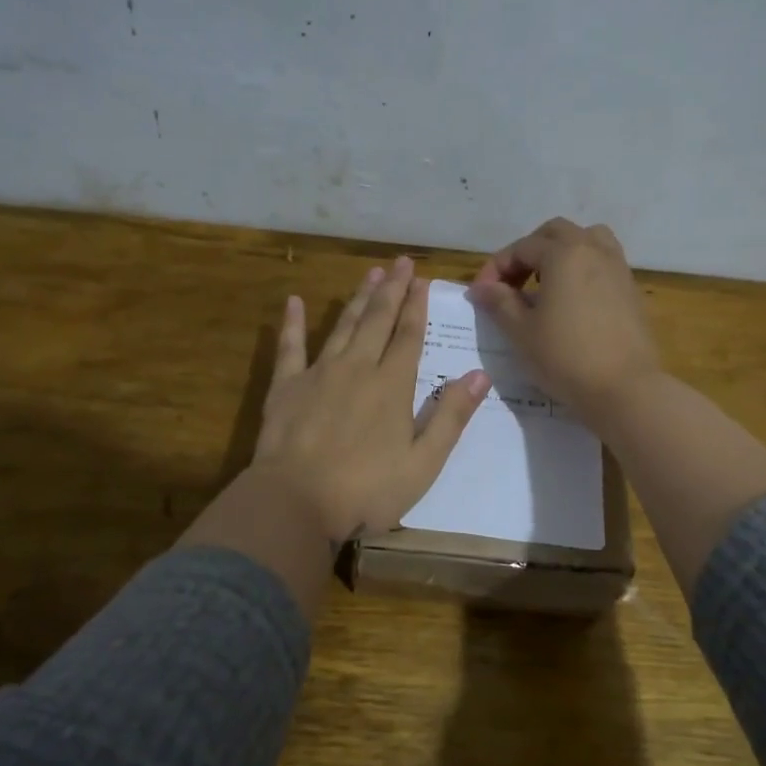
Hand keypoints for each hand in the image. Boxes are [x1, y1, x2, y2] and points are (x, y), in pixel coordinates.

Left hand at [251, 256, 490, 544]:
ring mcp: (318, 373)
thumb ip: (451, 416)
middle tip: (401, 262)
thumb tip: (480, 375)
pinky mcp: (286, 387)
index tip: (422, 279)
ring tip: (370, 273)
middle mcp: (357, 368)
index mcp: (392, 386)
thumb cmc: (367, 490)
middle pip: (377, 320)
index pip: (409, 336)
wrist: (296, 502)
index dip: (417, 306)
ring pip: (342, 326)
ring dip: (357, 298)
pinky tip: (295, 301)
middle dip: (392, 290)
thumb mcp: (423, 462)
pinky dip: (293, 323)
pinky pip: (290, 347)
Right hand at [469, 218, 660, 423]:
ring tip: (545, 283)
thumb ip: (499, 302)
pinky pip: (603, 263)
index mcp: (564, 254)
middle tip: (511, 284)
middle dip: (528, 252)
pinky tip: (571, 301)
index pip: (521, 248)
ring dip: (561, 253)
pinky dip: (582, 269)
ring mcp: (618, 268)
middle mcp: (594, 250)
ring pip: (587, 241)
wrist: (625, 389)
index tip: (480, 295)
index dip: (495, 268)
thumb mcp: (521, 332)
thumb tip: (481, 288)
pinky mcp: (631, 290)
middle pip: (555, 233)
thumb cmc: (565, 358)